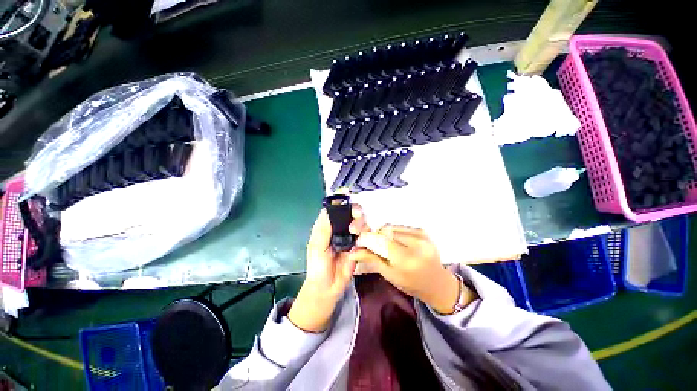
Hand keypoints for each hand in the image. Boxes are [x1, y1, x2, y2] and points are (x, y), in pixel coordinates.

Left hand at [288, 205, 368, 331]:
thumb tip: (330, 209)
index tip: (348, 193)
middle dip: (354, 210)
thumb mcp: (317, 246)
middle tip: (357, 214)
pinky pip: (365, 235)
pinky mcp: (358, 246)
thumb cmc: (317, 266)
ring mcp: (350, 237)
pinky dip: (366, 234)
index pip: (333, 209)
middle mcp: (339, 229)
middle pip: (349, 213)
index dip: (340, 200)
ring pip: (359, 222)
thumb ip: (323, 229)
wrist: (328, 288)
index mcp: (326, 226)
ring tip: (356, 231)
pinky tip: (362, 238)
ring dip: (360, 223)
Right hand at [349, 225, 473, 313]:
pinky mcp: (423, 231)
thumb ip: (371, 259)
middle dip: (376, 236)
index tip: (359, 242)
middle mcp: (416, 244)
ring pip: (392, 227)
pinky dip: (393, 232)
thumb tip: (353, 251)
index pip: (381, 241)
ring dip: (384, 234)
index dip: (367, 239)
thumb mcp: (389, 275)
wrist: (437, 282)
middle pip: (386, 231)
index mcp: (407, 260)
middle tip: (373, 245)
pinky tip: (396, 242)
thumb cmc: (411, 283)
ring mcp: (421, 236)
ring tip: (386, 245)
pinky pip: (400, 226)